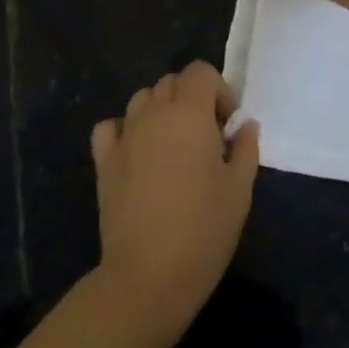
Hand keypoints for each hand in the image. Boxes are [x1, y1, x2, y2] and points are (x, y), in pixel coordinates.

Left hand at [91, 62, 259, 344]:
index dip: (218, 91)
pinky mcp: (103, 160)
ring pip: (142, 99)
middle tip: (207, 139)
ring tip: (174, 147)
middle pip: (171, 82)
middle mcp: (153, 114)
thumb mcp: (240, 189)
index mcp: (188, 114)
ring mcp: (124, 135)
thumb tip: (244, 125)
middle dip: (192, 99)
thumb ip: (245, 148)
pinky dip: (125, 129)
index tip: (227, 127)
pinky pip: (111, 126)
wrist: (149, 275)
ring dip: (160, 111)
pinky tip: (138, 153)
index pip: (200, 72)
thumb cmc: (204, 230)